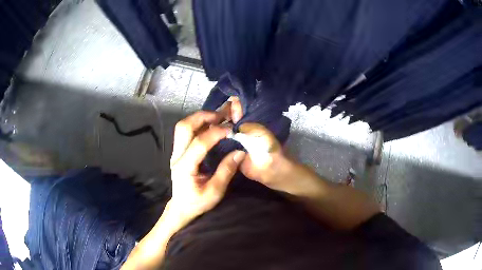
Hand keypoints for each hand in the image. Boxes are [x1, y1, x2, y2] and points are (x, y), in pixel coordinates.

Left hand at [169, 111, 245, 222]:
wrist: (181, 207)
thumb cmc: (198, 202)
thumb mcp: (215, 191)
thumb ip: (226, 171)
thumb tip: (240, 152)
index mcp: (185, 167)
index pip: (199, 143)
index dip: (215, 133)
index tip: (231, 129)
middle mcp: (177, 156)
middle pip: (184, 127)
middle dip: (203, 117)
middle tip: (221, 116)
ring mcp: (176, 153)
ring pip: (182, 127)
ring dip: (199, 118)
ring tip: (217, 118)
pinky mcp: (178, 152)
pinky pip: (185, 132)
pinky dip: (198, 125)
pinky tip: (211, 126)